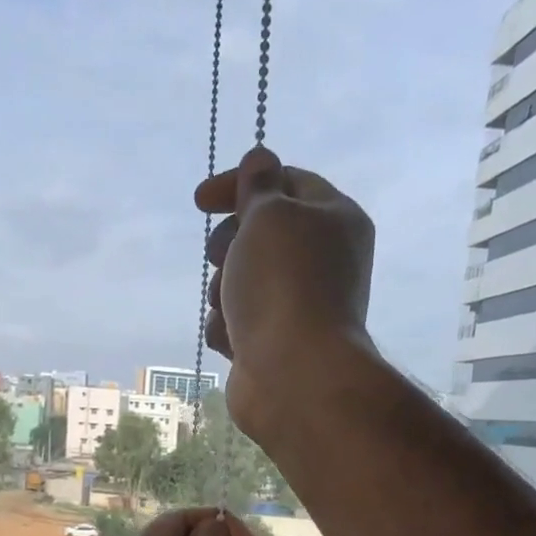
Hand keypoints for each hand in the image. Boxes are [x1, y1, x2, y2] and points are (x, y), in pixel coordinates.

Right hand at [195, 146, 377, 439]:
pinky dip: (229, 327)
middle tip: (220, 255)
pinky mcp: (274, 342)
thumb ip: (259, 185)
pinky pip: (238, 321)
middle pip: (260, 234)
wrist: (294, 375)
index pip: (286, 182)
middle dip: (229, 244)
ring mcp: (299, 305)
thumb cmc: (284, 285)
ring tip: (229, 307)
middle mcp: (323, 259)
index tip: (200, 202)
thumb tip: (260, 160)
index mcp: (335, 218)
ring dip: (224, 289)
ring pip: (242, 280)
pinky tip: (233, 339)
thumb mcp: (269, 216)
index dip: (240, 184)